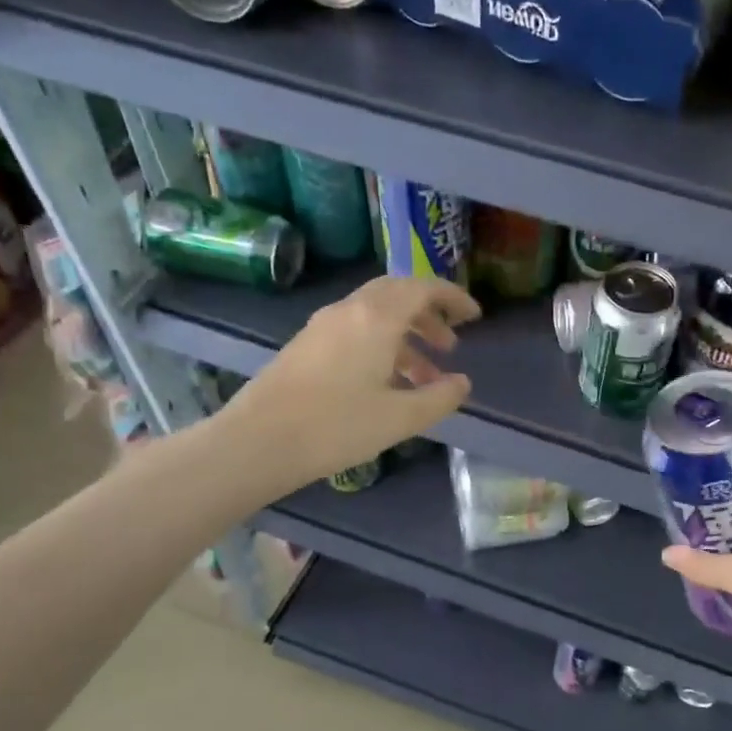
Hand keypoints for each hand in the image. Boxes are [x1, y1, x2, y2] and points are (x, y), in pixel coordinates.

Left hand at [214, 276, 480, 491]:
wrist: (258, 442)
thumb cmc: (337, 427)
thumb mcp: (401, 418)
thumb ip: (440, 398)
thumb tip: (462, 383)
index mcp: (376, 318)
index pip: (422, 288)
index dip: (453, 298)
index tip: (474, 317)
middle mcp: (349, 311)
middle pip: (396, 294)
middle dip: (428, 314)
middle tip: (449, 344)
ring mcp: (322, 326)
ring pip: (374, 314)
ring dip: (405, 334)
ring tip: (425, 374)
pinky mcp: (306, 345)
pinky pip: (355, 330)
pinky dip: (381, 344)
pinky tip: (386, 382)